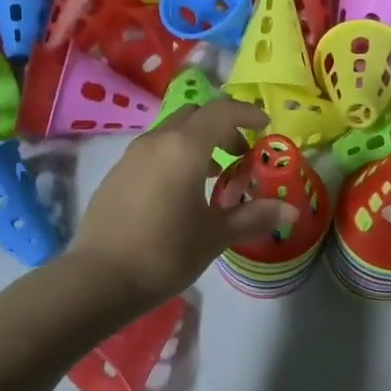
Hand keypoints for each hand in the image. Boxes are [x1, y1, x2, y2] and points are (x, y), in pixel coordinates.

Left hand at [68, 99, 297, 306]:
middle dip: (222, 127)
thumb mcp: (215, 236)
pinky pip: (154, 150)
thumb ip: (254, 217)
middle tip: (240, 155)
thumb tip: (291, 211)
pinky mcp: (117, 173)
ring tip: (213, 177)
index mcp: (185, 147)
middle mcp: (157, 140)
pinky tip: (180, 193)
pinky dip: (175, 156)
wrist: (99, 278)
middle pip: (196, 115)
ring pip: (172, 132)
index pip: (222, 111)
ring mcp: (132, 155)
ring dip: (197, 142)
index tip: (265, 127)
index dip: (248, 113)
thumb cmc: (165, 253)